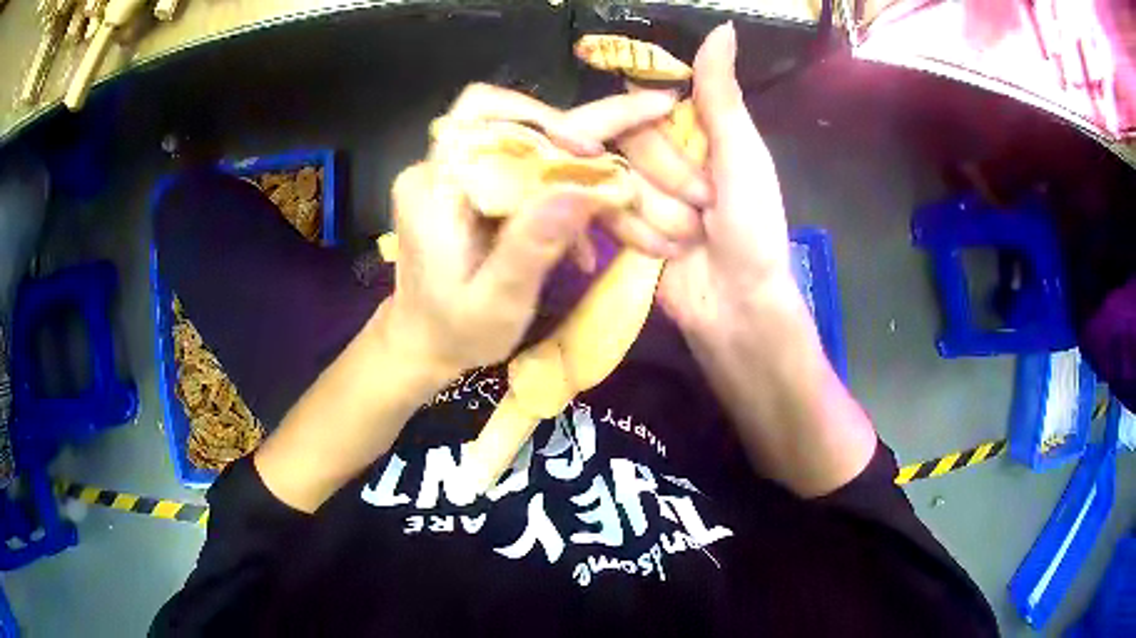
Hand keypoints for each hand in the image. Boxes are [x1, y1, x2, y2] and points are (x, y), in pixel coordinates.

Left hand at [379, 84, 698, 375]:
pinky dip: (565, 199)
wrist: (424, 343)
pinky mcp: (479, 192)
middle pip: (518, 122)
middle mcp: (444, 168)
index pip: (485, 115)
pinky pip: (530, 175)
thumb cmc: (453, 332)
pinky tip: (586, 244)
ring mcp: (461, 177)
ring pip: (532, 146)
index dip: (544, 120)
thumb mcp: (495, 302)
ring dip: (582, 173)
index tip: (594, 150)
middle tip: (651, 112)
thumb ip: (532, 247)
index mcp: (434, 186)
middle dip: (584, 131)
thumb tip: (582, 192)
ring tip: (629, 207)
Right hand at [623, 23, 798, 338]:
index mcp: (692, 127)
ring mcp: (638, 189)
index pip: (637, 101)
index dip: (642, 121)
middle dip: (668, 180)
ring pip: (612, 180)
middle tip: (705, 205)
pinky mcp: (622, 224)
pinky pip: (606, 214)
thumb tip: (723, 26)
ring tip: (693, 237)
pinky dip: (641, 237)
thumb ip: (721, 93)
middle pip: (623, 143)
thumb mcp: (743, 155)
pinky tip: (670, 254)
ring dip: (658, 215)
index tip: (662, 131)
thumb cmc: (752, 228)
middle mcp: (659, 152)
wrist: (735, 306)